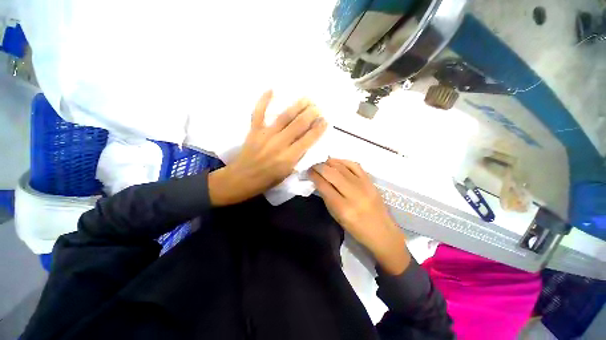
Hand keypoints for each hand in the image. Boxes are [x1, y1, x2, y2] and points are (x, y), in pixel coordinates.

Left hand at [209, 90, 326, 205]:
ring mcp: (265, 135)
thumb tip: (307, 143)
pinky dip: (264, 100)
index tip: (325, 121)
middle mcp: (279, 144)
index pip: (308, 140)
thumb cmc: (267, 179)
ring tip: (307, 98)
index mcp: (288, 158)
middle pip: (298, 125)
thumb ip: (298, 158)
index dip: (318, 129)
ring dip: (297, 106)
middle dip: (311, 114)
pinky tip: (271, 89)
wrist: (242, 178)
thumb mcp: (287, 173)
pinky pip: (258, 112)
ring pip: (284, 117)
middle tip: (318, 107)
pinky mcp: (254, 131)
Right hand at [310, 158, 410, 274]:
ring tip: (323, 163)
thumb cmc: (356, 229)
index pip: (324, 186)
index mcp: (343, 208)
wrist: (382, 231)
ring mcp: (364, 185)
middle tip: (313, 166)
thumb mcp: (337, 216)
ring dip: (329, 163)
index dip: (314, 176)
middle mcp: (353, 194)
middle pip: (332, 173)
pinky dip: (343, 161)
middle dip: (319, 167)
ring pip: (342, 167)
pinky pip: (355, 165)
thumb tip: (318, 181)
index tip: (308, 172)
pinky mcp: (371, 181)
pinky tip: (336, 162)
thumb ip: (327, 197)